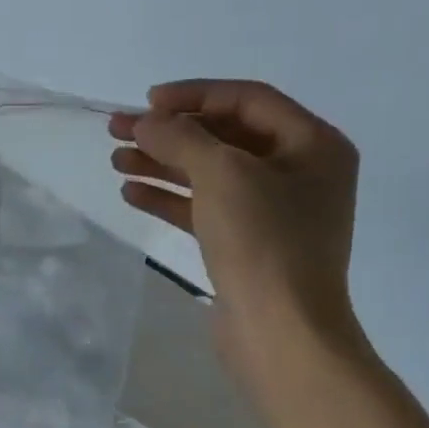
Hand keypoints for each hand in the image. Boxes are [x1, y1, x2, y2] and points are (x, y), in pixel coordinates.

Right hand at [110, 80, 360, 347]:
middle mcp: (298, 172)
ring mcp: (273, 211)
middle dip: (169, 132)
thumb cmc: (263, 242)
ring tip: (115, 161)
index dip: (194, 95)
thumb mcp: (222, 175)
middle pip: (224, 137)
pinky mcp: (248, 244)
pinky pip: (205, 208)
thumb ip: (181, 137)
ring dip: (162, 164)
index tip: (147, 103)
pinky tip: (132, 193)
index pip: (247, 100)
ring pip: (210, 174)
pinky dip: (170, 198)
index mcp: (312, 144)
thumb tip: (146, 121)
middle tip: (118, 130)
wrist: (281, 332)